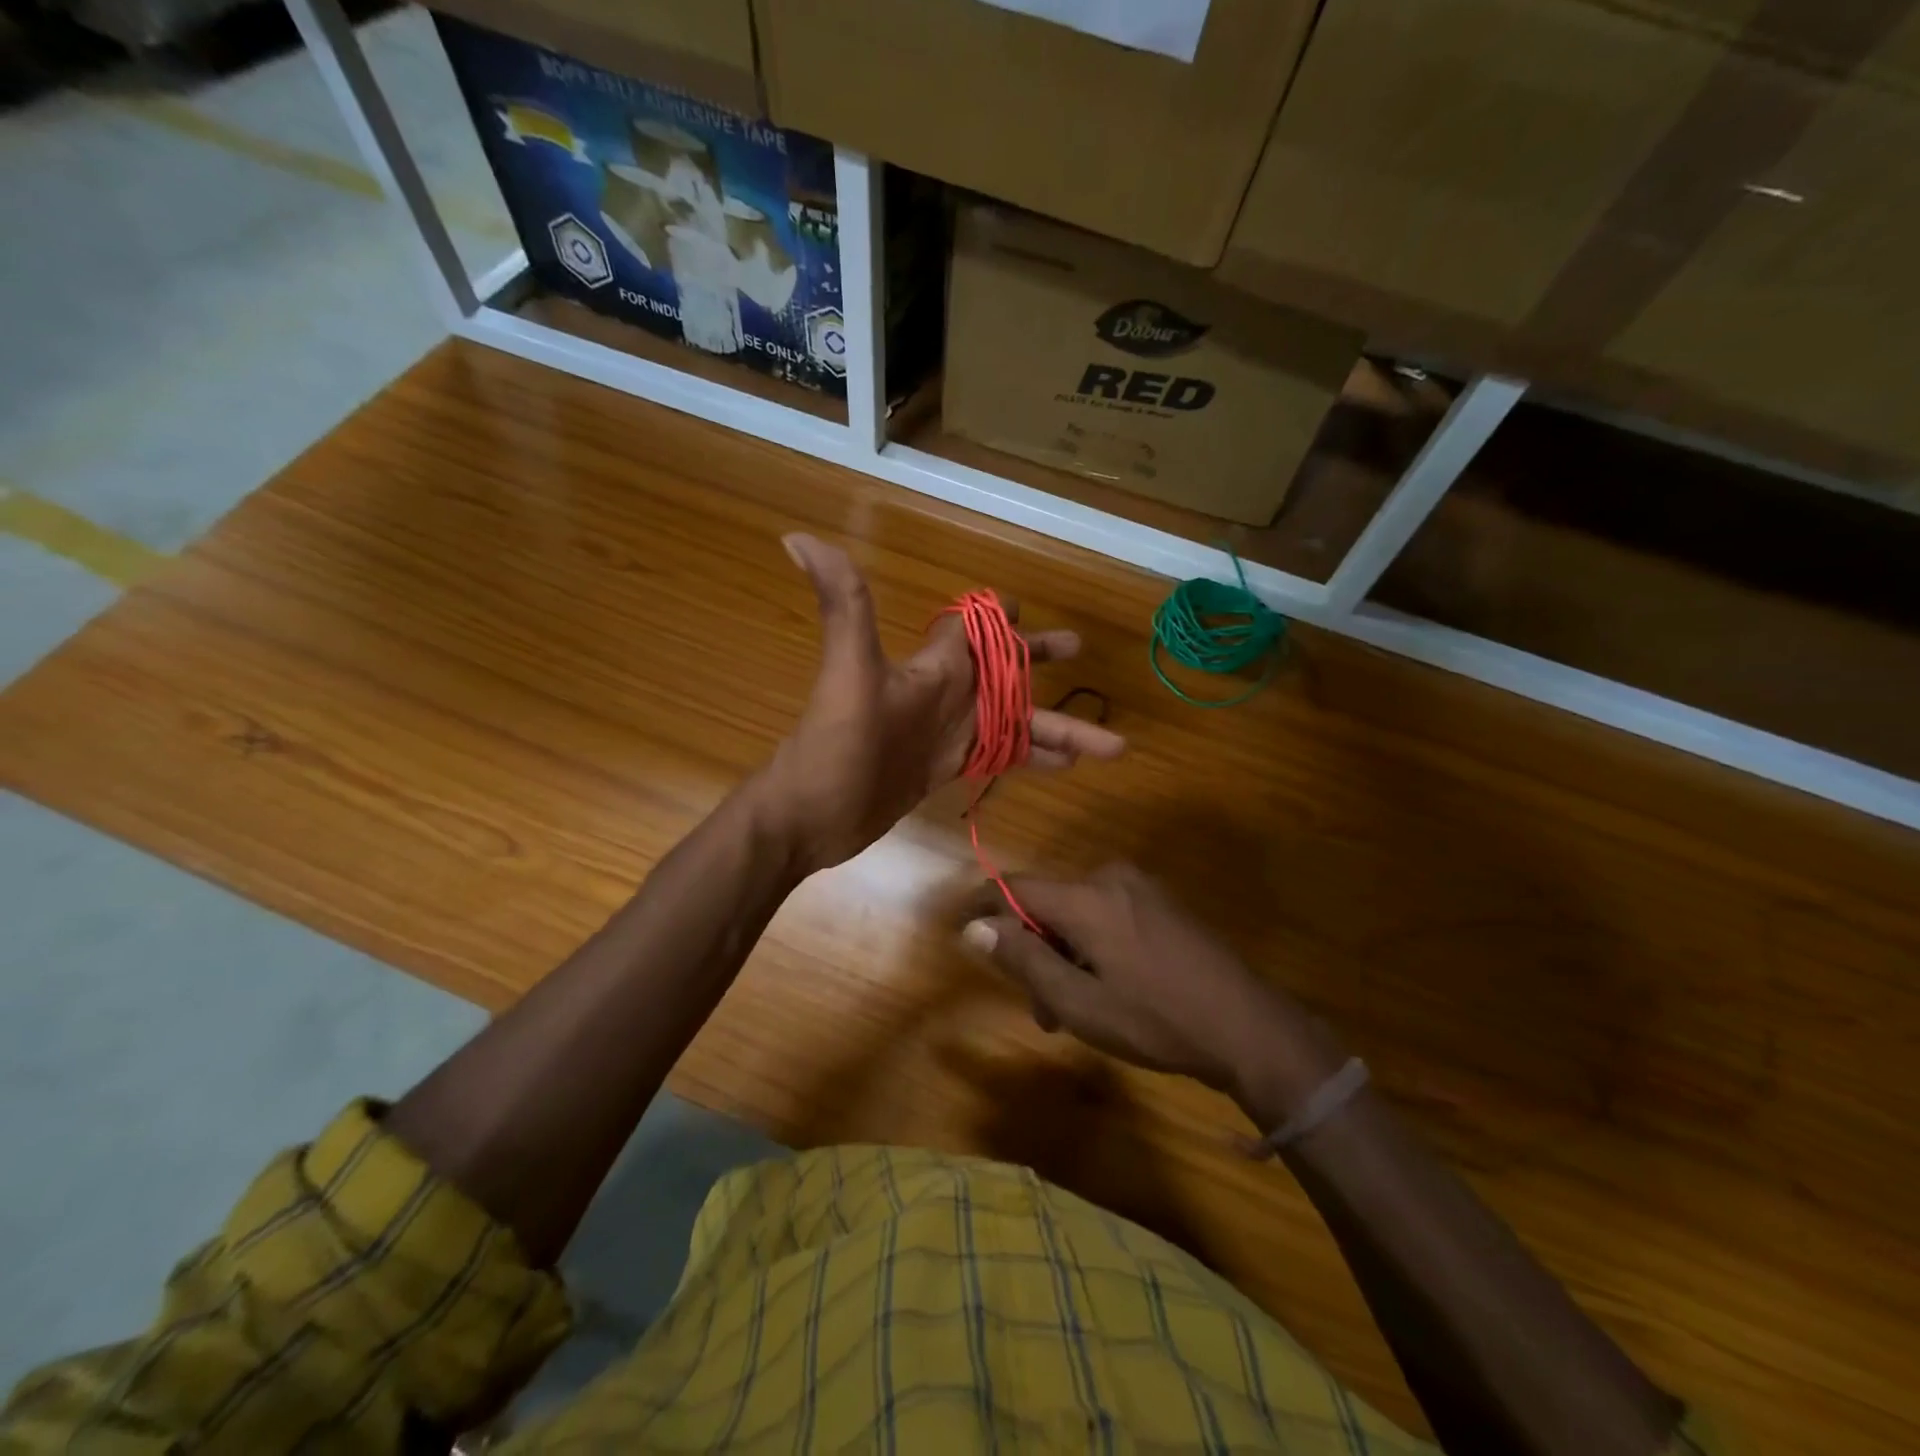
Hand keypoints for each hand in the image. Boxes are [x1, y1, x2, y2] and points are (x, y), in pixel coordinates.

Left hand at [760, 534, 1125, 872]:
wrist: (810, 816)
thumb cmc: (834, 745)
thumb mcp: (847, 671)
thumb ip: (843, 604)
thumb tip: (798, 536)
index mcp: (934, 667)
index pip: (972, 627)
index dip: (999, 613)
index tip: (1027, 605)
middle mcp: (946, 694)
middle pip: (1005, 671)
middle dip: (1041, 659)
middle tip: (1080, 651)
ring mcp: (947, 734)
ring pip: (1015, 723)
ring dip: (1059, 729)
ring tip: (1111, 746)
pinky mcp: (945, 769)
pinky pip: (1000, 757)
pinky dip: (1032, 759)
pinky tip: (1065, 768)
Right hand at [963, 863, 1347, 1125]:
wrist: (1249, 1026)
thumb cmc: (1156, 1019)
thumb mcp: (1080, 1002)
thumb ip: (1024, 960)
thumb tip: (974, 929)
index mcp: (1086, 897)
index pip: (1014, 886)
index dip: (983, 907)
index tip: (962, 931)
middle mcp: (1110, 877)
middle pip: (1048, 904)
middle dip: (1035, 951)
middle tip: (1043, 1010)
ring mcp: (1141, 887)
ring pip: (1078, 913)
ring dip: (1065, 954)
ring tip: (1077, 1011)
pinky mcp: (1161, 902)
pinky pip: (1107, 914)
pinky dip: (1093, 945)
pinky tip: (1109, 987)